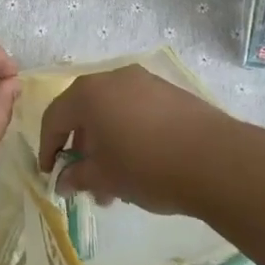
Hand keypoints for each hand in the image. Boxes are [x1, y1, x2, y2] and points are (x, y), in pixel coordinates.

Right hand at [36, 64, 233, 215]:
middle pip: (84, 111)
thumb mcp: (106, 177)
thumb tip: (64, 181)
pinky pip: (136, 110)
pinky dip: (128, 134)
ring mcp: (145, 82)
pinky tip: (140, 166)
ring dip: (106, 144)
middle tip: (84, 181)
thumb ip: (78, 177)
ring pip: (112, 112)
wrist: (216, 160)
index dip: (48, 147)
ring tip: (115, 185)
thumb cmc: (148, 167)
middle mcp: (113, 78)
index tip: (50, 174)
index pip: (55, 117)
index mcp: (89, 93)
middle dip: (81, 148)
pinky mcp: (170, 92)